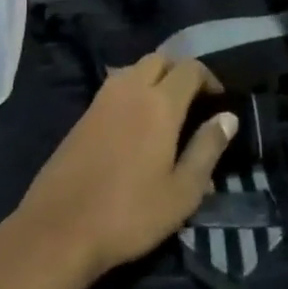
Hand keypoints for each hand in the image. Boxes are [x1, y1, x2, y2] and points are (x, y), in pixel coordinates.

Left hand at [9, 56, 236, 282]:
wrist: (59, 228)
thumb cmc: (130, 213)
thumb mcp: (182, 191)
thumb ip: (207, 149)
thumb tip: (228, 117)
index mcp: (159, 103)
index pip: (189, 69)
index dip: (209, 78)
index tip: (219, 101)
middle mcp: (129, 90)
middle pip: (159, 60)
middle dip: (180, 72)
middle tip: (194, 101)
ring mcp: (101, 100)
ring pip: (133, 69)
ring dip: (154, 78)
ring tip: (166, 111)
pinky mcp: (82, 116)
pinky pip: (115, 87)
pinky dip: (132, 91)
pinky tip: (136, 125)